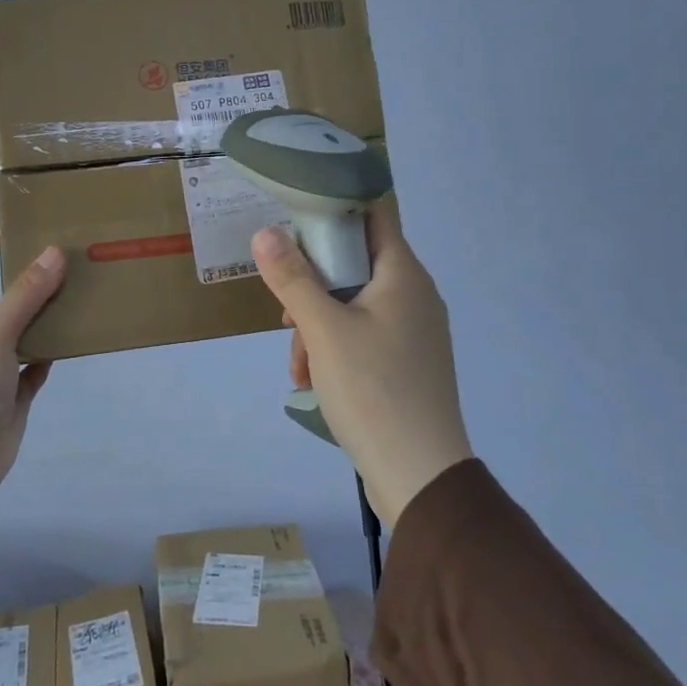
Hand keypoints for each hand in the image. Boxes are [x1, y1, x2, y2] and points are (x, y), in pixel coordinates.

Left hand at [0, 227, 65, 491]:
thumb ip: (26, 296)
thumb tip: (54, 252)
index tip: (2, 226)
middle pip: (5, 300)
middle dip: (24, 277)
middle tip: (57, 257)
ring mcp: (3, 368)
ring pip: (26, 331)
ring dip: (45, 313)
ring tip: (75, 292)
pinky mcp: (18, 394)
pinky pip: (37, 367)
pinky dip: (52, 352)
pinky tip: (71, 341)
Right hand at [251, 200, 472, 523]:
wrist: (420, 476)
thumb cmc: (372, 389)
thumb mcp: (322, 330)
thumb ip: (292, 278)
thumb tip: (266, 233)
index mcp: (403, 274)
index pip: (372, 214)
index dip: (334, 208)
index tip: (294, 220)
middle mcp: (415, 295)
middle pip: (355, 263)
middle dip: (313, 283)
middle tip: (286, 310)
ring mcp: (414, 331)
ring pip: (354, 304)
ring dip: (318, 324)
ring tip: (297, 362)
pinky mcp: (408, 363)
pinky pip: (365, 336)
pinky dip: (335, 348)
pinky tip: (312, 380)